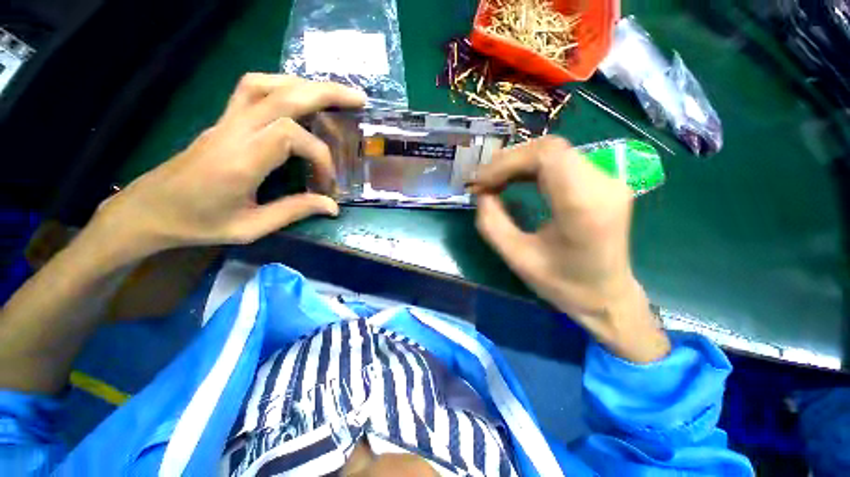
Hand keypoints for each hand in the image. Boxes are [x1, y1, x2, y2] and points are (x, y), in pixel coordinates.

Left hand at [93, 74, 365, 260]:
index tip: (327, 184)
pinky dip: (281, 85)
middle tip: (358, 99)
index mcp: (240, 161)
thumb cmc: (197, 223)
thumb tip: (332, 206)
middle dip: (326, 93)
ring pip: (266, 83)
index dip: (320, 156)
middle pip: (283, 95)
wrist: (149, 210)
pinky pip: (252, 88)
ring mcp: (226, 121)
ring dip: (303, 84)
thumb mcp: (250, 228)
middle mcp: (234, 131)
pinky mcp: (223, 120)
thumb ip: (294, 212)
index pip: (291, 136)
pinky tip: (297, 98)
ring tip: (331, 95)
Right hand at [472, 137, 669, 361]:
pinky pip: (562, 161)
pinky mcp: (603, 182)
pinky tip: (515, 179)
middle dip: (508, 161)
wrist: (606, 295)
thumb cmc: (562, 283)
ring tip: (494, 180)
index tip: (481, 182)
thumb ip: (491, 223)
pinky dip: (531, 166)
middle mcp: (604, 184)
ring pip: (554, 151)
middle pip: (549, 149)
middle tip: (483, 181)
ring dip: (518, 162)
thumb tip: (482, 193)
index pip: (546, 156)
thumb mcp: (517, 257)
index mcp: (584, 206)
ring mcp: (609, 179)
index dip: (507, 162)